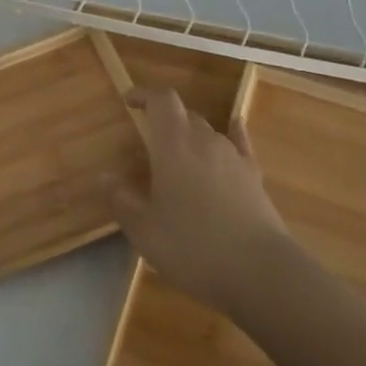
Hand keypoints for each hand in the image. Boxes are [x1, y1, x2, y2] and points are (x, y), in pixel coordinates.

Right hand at [102, 88, 293, 313]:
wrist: (259, 271)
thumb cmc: (192, 247)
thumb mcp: (144, 230)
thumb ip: (122, 200)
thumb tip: (105, 177)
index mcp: (174, 147)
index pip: (162, 101)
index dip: (145, 95)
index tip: (129, 101)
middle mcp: (205, 142)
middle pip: (185, 115)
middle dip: (165, 119)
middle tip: (147, 138)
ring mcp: (234, 158)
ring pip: (209, 132)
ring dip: (190, 135)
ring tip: (177, 155)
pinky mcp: (254, 177)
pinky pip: (240, 145)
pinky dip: (233, 133)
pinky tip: (234, 127)